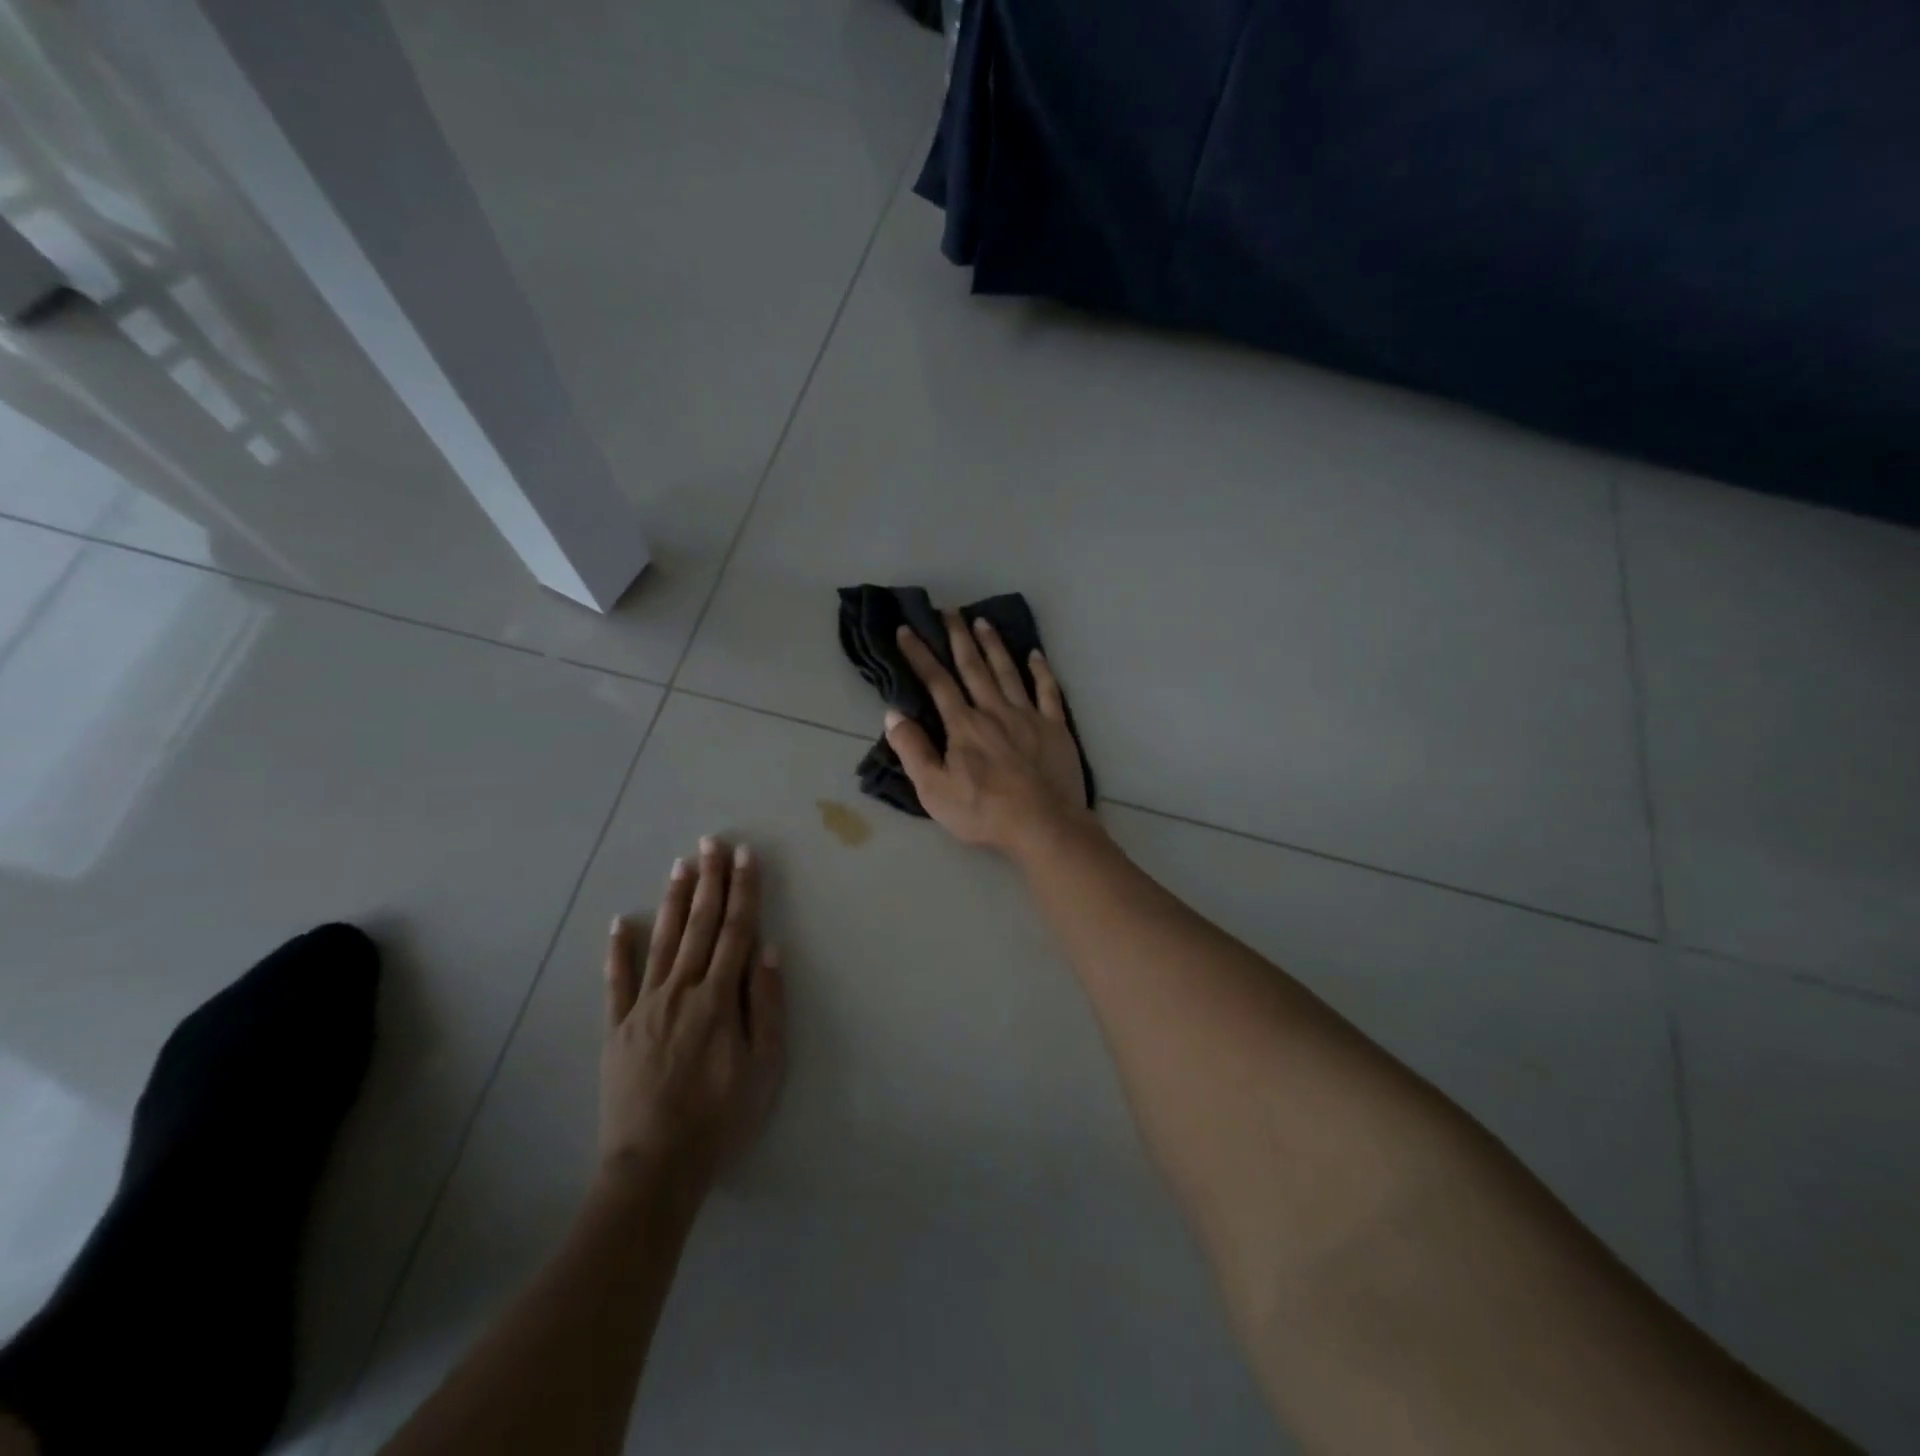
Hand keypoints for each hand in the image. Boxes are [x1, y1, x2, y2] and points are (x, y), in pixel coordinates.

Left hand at [601, 837, 785, 1198]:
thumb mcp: (764, 1067)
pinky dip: (617, 951)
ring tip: (681, 865)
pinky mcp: (617, 1029)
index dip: (743, 891)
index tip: (745, 856)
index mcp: (718, 999)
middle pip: (700, 926)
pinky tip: (620, 923)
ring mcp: (644, 1007)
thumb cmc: (720, 1118)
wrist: (655, 1167)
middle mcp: (681, 991)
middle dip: (709, 881)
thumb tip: (767, 950)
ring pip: (662, 942)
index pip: (736, 931)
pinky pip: (616, 982)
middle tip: (712, 842)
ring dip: (674, 901)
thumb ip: (766, 1006)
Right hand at [886, 611, 1094, 855]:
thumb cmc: (984, 812)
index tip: (907, 630)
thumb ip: (913, 750)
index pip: (937, 682)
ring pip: (1008, 671)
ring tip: (982, 621)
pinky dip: (1041, 670)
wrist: (1043, 826)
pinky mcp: (1055, 727)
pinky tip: (1035, 654)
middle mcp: (994, 710)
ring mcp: (1028, 716)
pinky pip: (1048, 691)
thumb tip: (892, 714)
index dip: (920, 654)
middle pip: (973, 667)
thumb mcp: (934, 789)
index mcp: (964, 725)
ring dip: (994, 645)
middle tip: (949, 610)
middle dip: (958, 637)